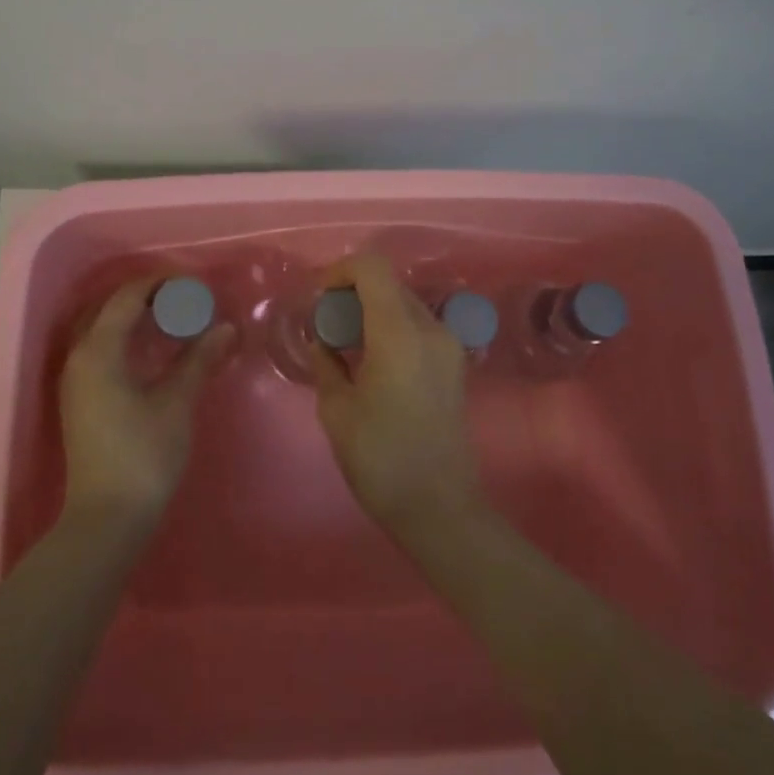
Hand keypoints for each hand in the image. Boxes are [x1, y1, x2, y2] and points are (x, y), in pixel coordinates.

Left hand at [59, 278, 234, 530]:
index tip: (194, 284)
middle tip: (186, 298)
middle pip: (110, 308)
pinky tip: (152, 348)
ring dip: (134, 316)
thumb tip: (226, 328)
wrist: (107, 517)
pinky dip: (125, 337)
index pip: (127, 297)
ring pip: (102, 328)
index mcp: (99, 351)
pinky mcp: (80, 398)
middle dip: (147, 296)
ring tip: (172, 317)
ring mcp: (75, 379)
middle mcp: (79, 357)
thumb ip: (199, 359)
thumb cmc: (143, 455)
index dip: (160, 283)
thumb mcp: (176, 403)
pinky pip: (100, 348)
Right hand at [310, 255, 483, 539]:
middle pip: (389, 283)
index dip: (340, 271)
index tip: (319, 299)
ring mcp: (448, 345)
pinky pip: (418, 327)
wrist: (441, 507)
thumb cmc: (381, 460)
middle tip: (326, 324)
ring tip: (345, 344)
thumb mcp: (337, 411)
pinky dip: (390, 328)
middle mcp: (431, 328)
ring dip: (372, 310)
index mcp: (399, 333)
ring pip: (404, 304)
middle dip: (353, 292)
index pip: (372, 267)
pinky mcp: (454, 364)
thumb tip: (324, 342)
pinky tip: (371, 361)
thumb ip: (327, 364)